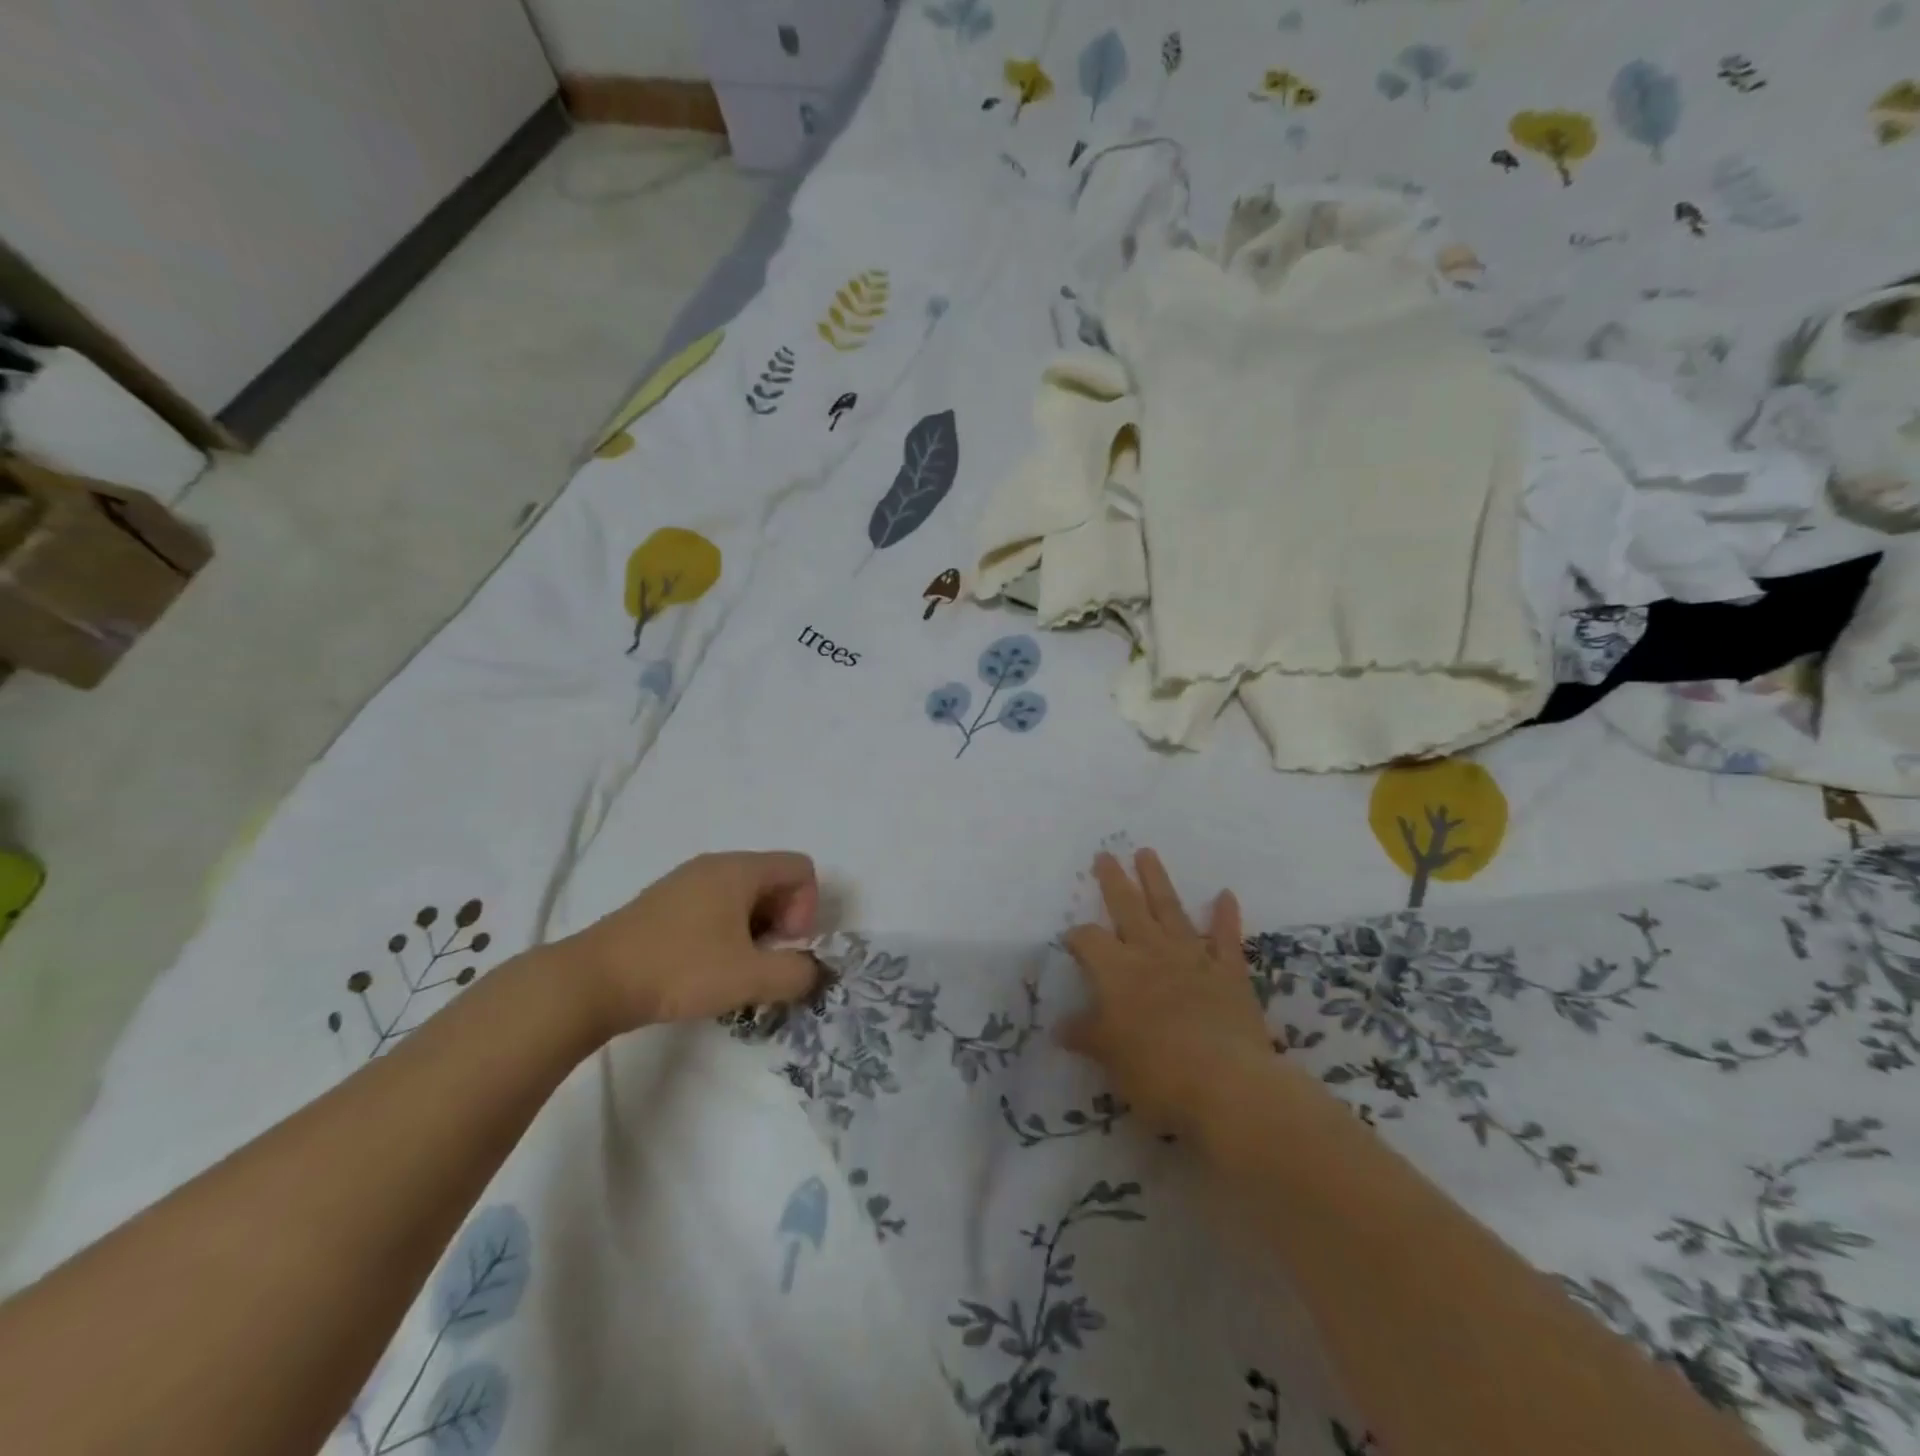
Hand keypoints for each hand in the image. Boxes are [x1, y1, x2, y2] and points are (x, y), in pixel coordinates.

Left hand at [553, 851, 820, 1036]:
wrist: (592, 981)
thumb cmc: (679, 969)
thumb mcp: (749, 977)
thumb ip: (796, 973)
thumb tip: (814, 970)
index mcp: (740, 869)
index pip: (801, 868)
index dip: (807, 908)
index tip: (784, 945)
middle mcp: (715, 865)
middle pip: (774, 880)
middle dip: (783, 922)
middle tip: (764, 962)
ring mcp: (686, 882)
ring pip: (744, 896)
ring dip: (755, 931)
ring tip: (736, 969)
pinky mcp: (664, 904)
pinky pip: (715, 906)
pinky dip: (726, 932)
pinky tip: (706, 967)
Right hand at [1059, 849, 1273, 1136]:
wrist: (1226, 1083)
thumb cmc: (1156, 1071)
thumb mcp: (1109, 1057)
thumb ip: (1086, 1035)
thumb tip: (1059, 1028)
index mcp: (1117, 971)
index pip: (1088, 940)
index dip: (1077, 937)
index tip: (1071, 940)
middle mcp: (1151, 953)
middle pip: (1128, 907)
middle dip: (1114, 881)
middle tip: (1105, 854)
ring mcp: (1192, 958)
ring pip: (1171, 909)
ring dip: (1158, 881)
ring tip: (1147, 853)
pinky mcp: (1228, 973)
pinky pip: (1226, 938)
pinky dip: (1225, 916)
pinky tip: (1225, 894)